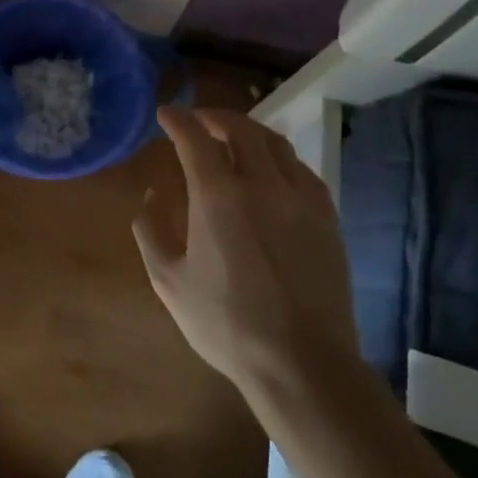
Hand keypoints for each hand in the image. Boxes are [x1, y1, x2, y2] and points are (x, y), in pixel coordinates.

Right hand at [135, 107, 359, 400]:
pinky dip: (278, 157)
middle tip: (197, 120)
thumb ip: (150, 229)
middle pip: (240, 128)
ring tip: (232, 137)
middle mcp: (261, 184)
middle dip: (213, 116)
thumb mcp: (168, 281)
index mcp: (218, 196)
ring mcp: (300, 198)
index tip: (165, 114)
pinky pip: (301, 168)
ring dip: (248, 131)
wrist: (302, 364)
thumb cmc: (226, 324)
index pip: (194, 137)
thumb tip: (152, 193)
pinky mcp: (326, 217)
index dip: (177, 119)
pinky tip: (270, 170)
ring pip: (274, 142)